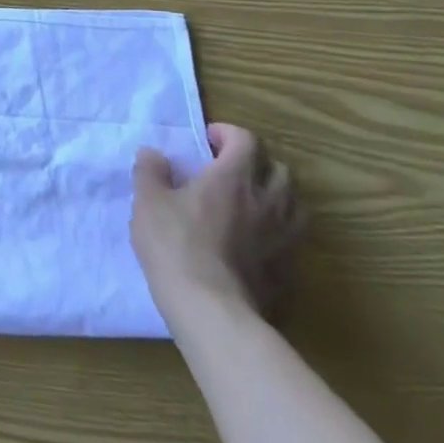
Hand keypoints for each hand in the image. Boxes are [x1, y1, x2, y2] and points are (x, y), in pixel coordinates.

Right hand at [131, 124, 304, 327]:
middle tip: (232, 171)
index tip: (209, 140)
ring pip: (295, 204)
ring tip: (252, 203)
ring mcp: (285, 237)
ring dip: (276, 196)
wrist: (211, 308)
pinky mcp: (290, 269)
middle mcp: (267, 201)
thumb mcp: (148, 202)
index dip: (228, 134)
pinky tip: (258, 241)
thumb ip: (150, 171)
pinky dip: (279, 230)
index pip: (245, 140)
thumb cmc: (175, 245)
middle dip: (257, 164)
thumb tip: (153, 154)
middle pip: (279, 169)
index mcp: (233, 177)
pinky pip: (293, 238)